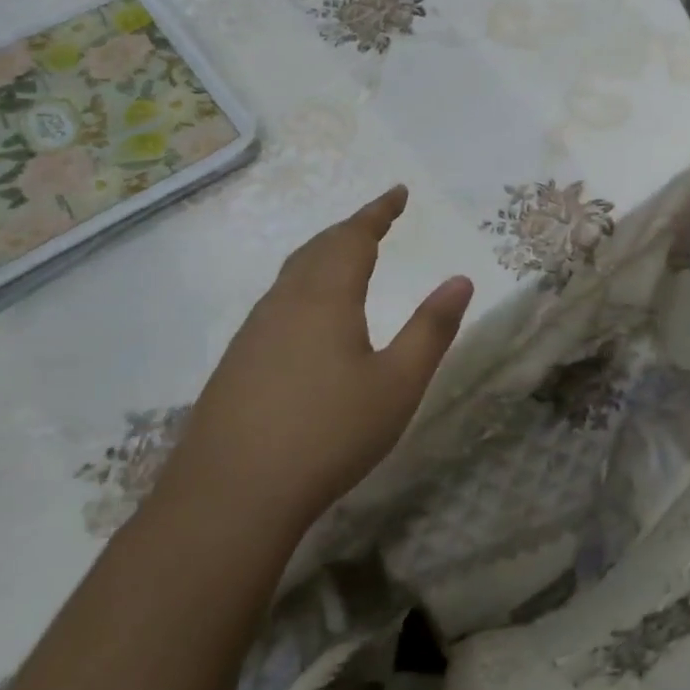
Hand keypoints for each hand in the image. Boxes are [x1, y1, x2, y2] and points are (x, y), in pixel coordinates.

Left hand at [169, 185, 474, 521]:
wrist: (229, 497)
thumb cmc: (328, 434)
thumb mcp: (398, 383)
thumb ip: (432, 328)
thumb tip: (460, 279)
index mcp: (326, 297)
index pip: (354, 237)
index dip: (379, 211)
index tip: (399, 192)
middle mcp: (285, 303)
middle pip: (319, 248)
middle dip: (352, 228)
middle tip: (379, 219)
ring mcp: (254, 332)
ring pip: (293, 274)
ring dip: (325, 254)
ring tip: (348, 255)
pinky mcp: (238, 362)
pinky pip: (278, 301)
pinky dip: (305, 284)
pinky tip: (309, 314)